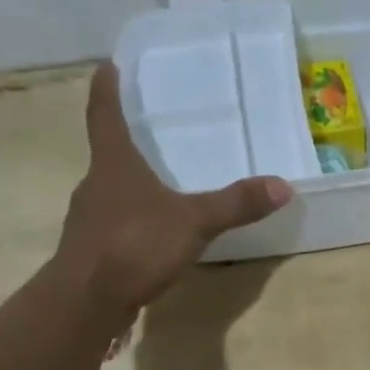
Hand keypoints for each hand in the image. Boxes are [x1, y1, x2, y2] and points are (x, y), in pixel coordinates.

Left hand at [59, 65, 292, 310]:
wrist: (86, 303)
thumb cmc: (134, 246)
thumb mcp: (193, 222)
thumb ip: (235, 205)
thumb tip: (283, 186)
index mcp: (114, 165)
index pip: (105, 115)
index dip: (106, 90)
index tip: (107, 66)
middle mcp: (95, 186)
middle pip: (109, 156)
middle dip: (127, 144)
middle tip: (150, 133)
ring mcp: (89, 221)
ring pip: (111, 193)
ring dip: (130, 187)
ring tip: (158, 186)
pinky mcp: (92, 253)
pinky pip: (115, 227)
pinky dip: (133, 223)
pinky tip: (152, 236)